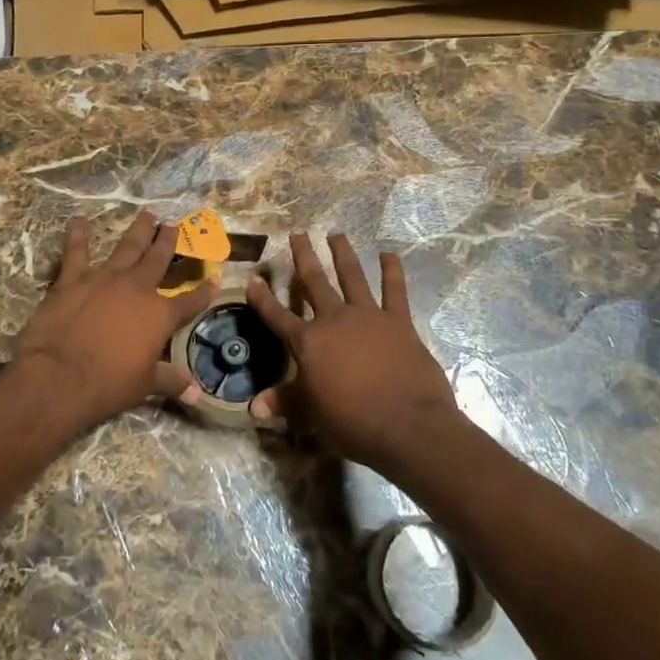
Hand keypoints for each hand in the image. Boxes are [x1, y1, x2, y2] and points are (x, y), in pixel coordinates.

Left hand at [12, 212, 216, 430]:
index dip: (204, 291)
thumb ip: (171, 382)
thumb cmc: (108, 384)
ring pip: (127, 247)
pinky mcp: (73, 279)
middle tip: (174, 225)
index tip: (216, 279)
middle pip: (158, 258)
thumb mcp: (145, 385)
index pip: (190, 301)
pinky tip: (78, 221)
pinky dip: (78, 236)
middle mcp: (138, 288)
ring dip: (138, 230)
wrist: (60, 377)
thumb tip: (197, 394)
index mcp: (160, 314)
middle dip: (168, 241)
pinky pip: (77, 252)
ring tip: (147, 214)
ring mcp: (105, 278)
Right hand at [246, 231, 461, 474]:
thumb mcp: (312, 414)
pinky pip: (395, 290)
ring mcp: (368, 316)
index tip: (253, 279)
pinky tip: (389, 254)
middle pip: (314, 282)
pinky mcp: (398, 322)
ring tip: (337, 234)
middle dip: (303, 257)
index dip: (262, 299)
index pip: (277, 316)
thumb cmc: (352, 422)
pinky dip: (392, 271)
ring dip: (343, 254)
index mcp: (308, 343)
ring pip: (351, 277)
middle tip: (298, 234)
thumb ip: (284, 403)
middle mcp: (334, 320)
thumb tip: (253, 407)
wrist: (406, 425)